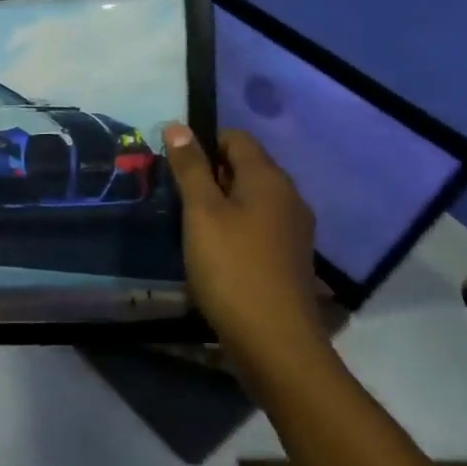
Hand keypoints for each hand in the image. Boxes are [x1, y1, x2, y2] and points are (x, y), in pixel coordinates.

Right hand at [161, 126, 323, 365]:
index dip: (202, 142)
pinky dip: (234, 225)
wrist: (275, 340)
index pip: (236, 137)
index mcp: (268, 178)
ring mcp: (293, 228)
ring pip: (251, 197)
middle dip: (209, 172)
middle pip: (245, 166)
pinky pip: (258, 223)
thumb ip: (190, 167)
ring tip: (189, 223)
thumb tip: (177, 125)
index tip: (173, 166)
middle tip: (175, 195)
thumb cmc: (231, 267)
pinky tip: (214, 249)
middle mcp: (288, 196)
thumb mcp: (201, 213)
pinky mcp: (289, 256)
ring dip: (220, 201)